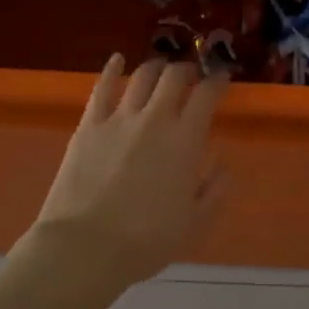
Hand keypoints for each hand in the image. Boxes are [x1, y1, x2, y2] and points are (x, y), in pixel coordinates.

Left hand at [30, 55, 229, 288]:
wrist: (84, 248)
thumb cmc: (145, 241)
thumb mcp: (193, 222)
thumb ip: (214, 189)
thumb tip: (222, 162)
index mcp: (186, 140)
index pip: (207, 95)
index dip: (218, 80)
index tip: (223, 78)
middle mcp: (155, 119)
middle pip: (175, 76)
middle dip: (187, 70)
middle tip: (191, 76)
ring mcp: (119, 118)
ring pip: (142, 76)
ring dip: (156, 67)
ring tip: (161, 70)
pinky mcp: (89, 125)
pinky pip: (101, 88)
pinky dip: (111, 69)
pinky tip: (117, 60)